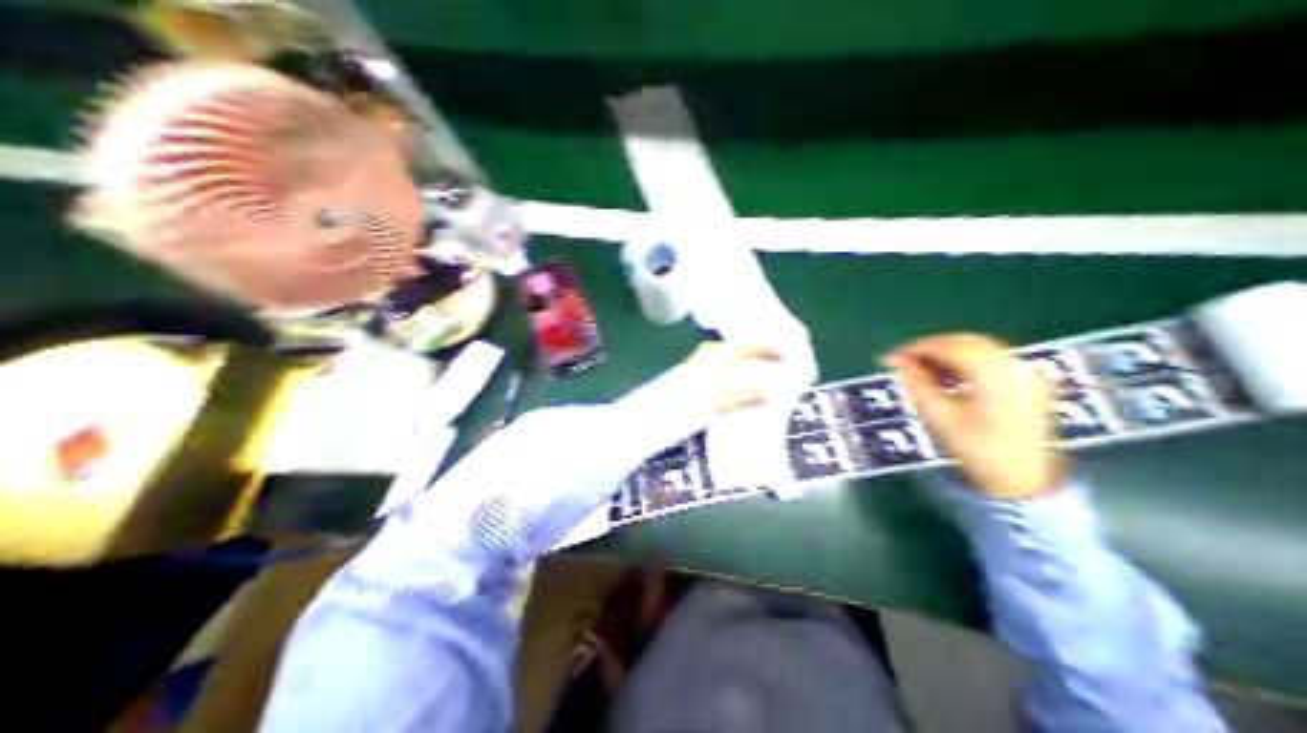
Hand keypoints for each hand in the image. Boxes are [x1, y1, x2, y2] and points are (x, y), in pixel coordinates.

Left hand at [687, 340, 777, 414]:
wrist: (670, 404)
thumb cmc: (705, 398)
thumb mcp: (732, 398)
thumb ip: (752, 395)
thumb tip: (770, 394)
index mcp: (726, 350)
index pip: (753, 345)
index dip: (769, 351)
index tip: (782, 356)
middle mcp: (713, 348)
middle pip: (739, 348)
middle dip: (753, 356)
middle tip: (767, 363)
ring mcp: (701, 356)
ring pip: (726, 356)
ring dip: (739, 364)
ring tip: (751, 375)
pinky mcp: (692, 366)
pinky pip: (717, 362)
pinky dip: (728, 368)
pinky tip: (731, 381)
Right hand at [884, 332, 1065, 497]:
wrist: (1025, 483)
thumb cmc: (979, 453)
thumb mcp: (941, 420)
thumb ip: (918, 386)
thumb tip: (899, 364)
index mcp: (993, 372)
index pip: (949, 347)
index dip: (917, 349)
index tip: (892, 358)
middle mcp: (1013, 365)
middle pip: (966, 344)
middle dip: (933, 350)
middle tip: (905, 364)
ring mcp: (1026, 373)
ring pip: (980, 351)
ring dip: (949, 357)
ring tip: (924, 374)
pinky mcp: (1031, 383)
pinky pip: (994, 362)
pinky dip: (969, 365)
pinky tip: (951, 380)